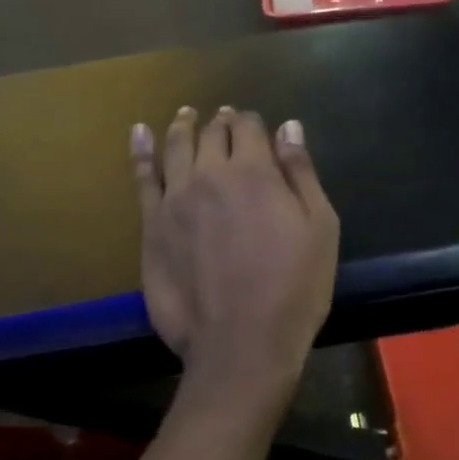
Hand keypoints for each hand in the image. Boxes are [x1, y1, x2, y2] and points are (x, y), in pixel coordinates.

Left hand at [130, 107, 339, 416]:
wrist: (240, 344)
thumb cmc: (294, 288)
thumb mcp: (319, 228)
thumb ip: (301, 173)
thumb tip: (289, 127)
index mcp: (255, 172)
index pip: (249, 128)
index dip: (253, 122)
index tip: (255, 125)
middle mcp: (210, 175)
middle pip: (212, 134)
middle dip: (221, 122)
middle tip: (224, 119)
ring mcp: (175, 199)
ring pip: (176, 147)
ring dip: (183, 126)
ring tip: (186, 115)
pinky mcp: (152, 226)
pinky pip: (143, 178)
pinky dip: (141, 151)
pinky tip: (139, 133)